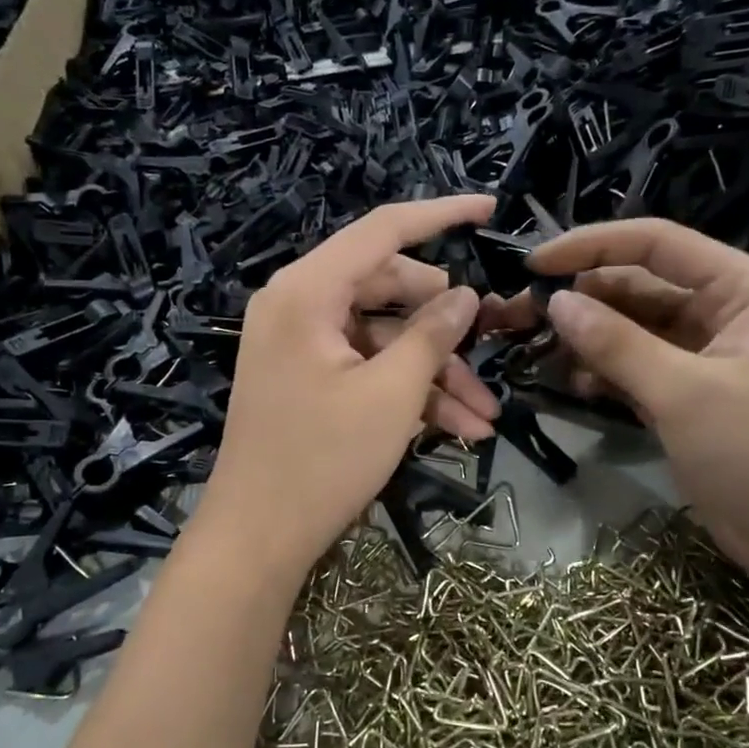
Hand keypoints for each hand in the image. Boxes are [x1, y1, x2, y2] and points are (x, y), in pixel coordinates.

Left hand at [195, 196, 499, 579]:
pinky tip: (458, 429)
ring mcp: (301, 344)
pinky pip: (366, 368)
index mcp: (307, 291)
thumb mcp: (391, 394)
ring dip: (435, 372)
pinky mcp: (307, 378)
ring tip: (485, 415)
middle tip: (491, 345)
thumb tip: (466, 295)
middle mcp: (298, 305)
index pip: (382, 231)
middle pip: (388, 288)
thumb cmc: (322, 461)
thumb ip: (432, 335)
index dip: (440, 215)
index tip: (489, 208)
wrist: (257, 538)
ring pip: (384, 337)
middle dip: (445, 326)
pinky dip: (407, 392)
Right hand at [483, 219, 748, 581]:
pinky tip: (571, 384)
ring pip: (631, 330)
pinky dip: (603, 372)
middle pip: (637, 286)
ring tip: (535, 352)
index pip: (655, 244)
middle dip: (581, 299)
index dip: (591, 247)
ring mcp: (702, 356)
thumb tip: (557, 302)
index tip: (534, 267)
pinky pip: (635, 368)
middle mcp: (721, 311)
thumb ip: (617, 344)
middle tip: (520, 317)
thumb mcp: (685, 393)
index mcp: (739, 288)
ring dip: (586, 338)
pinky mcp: (687, 396)